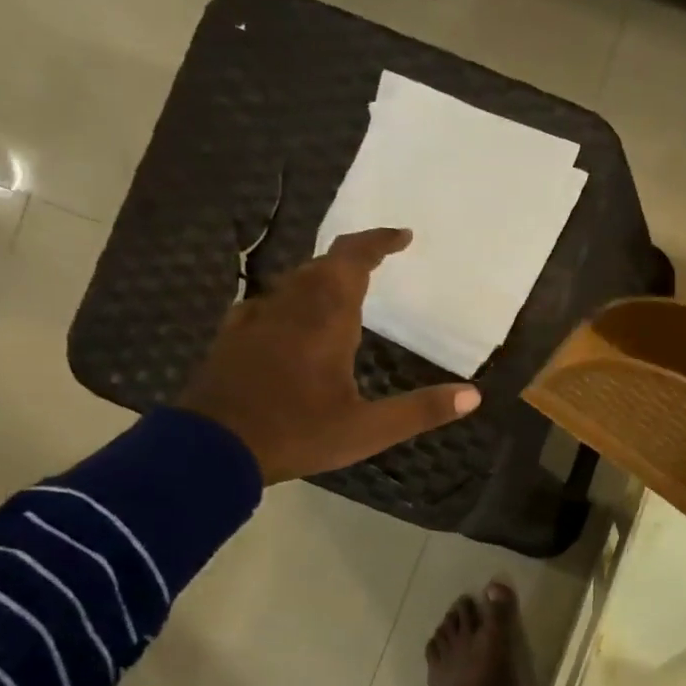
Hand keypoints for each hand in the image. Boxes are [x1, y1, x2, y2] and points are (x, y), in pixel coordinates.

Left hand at [176, 228, 480, 484]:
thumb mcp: (367, 430)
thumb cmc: (297, 434)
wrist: (211, 450)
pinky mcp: (234, 336)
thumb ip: (421, 410)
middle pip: (322, 264)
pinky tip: (292, 321)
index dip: (378, 242)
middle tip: (379, 263)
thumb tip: (474, 395)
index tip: (402, 236)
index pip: (352, 260)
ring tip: (345, 291)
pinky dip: (292, 300)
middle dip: (353, 258)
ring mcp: (257, 319)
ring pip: (294, 281)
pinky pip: (269, 303)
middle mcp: (291, 307)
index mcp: (326, 319)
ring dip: (323, 276)